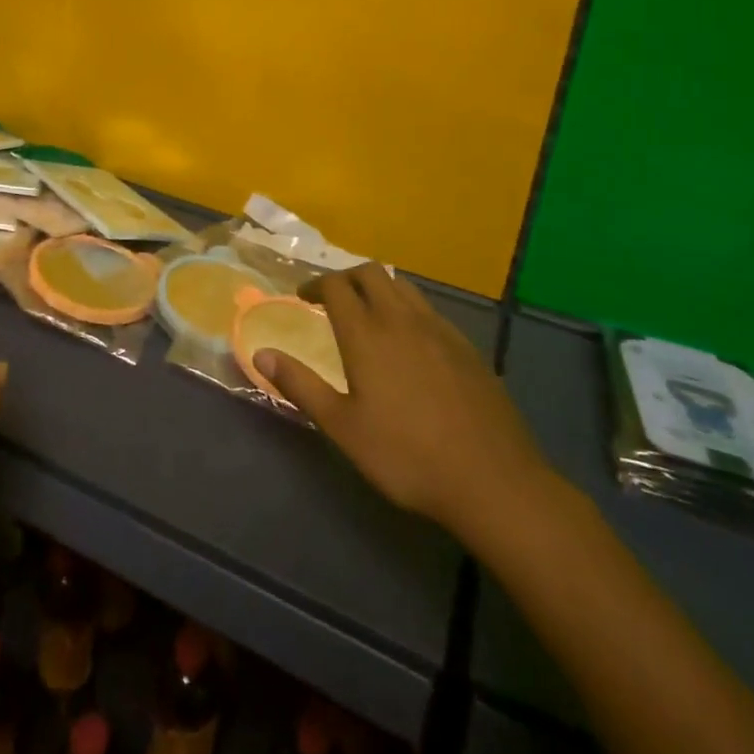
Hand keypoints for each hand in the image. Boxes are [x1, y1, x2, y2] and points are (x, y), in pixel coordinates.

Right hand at [254, 264, 555, 552]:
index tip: (303, 297)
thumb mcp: (343, 427)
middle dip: (345, 277)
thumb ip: (300, 385)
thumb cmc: (407, 456)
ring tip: (368, 314)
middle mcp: (401, 319)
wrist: (493, 481)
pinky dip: (407, 310)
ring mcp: (439, 330)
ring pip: (403, 287)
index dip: (314, 284)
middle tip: (331, 299)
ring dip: (378, 288)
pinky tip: (409, 343)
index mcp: (367, 334)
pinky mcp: (466, 347)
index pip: (335, 286)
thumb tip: (261, 354)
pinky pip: (429, 310)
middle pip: (370, 273)